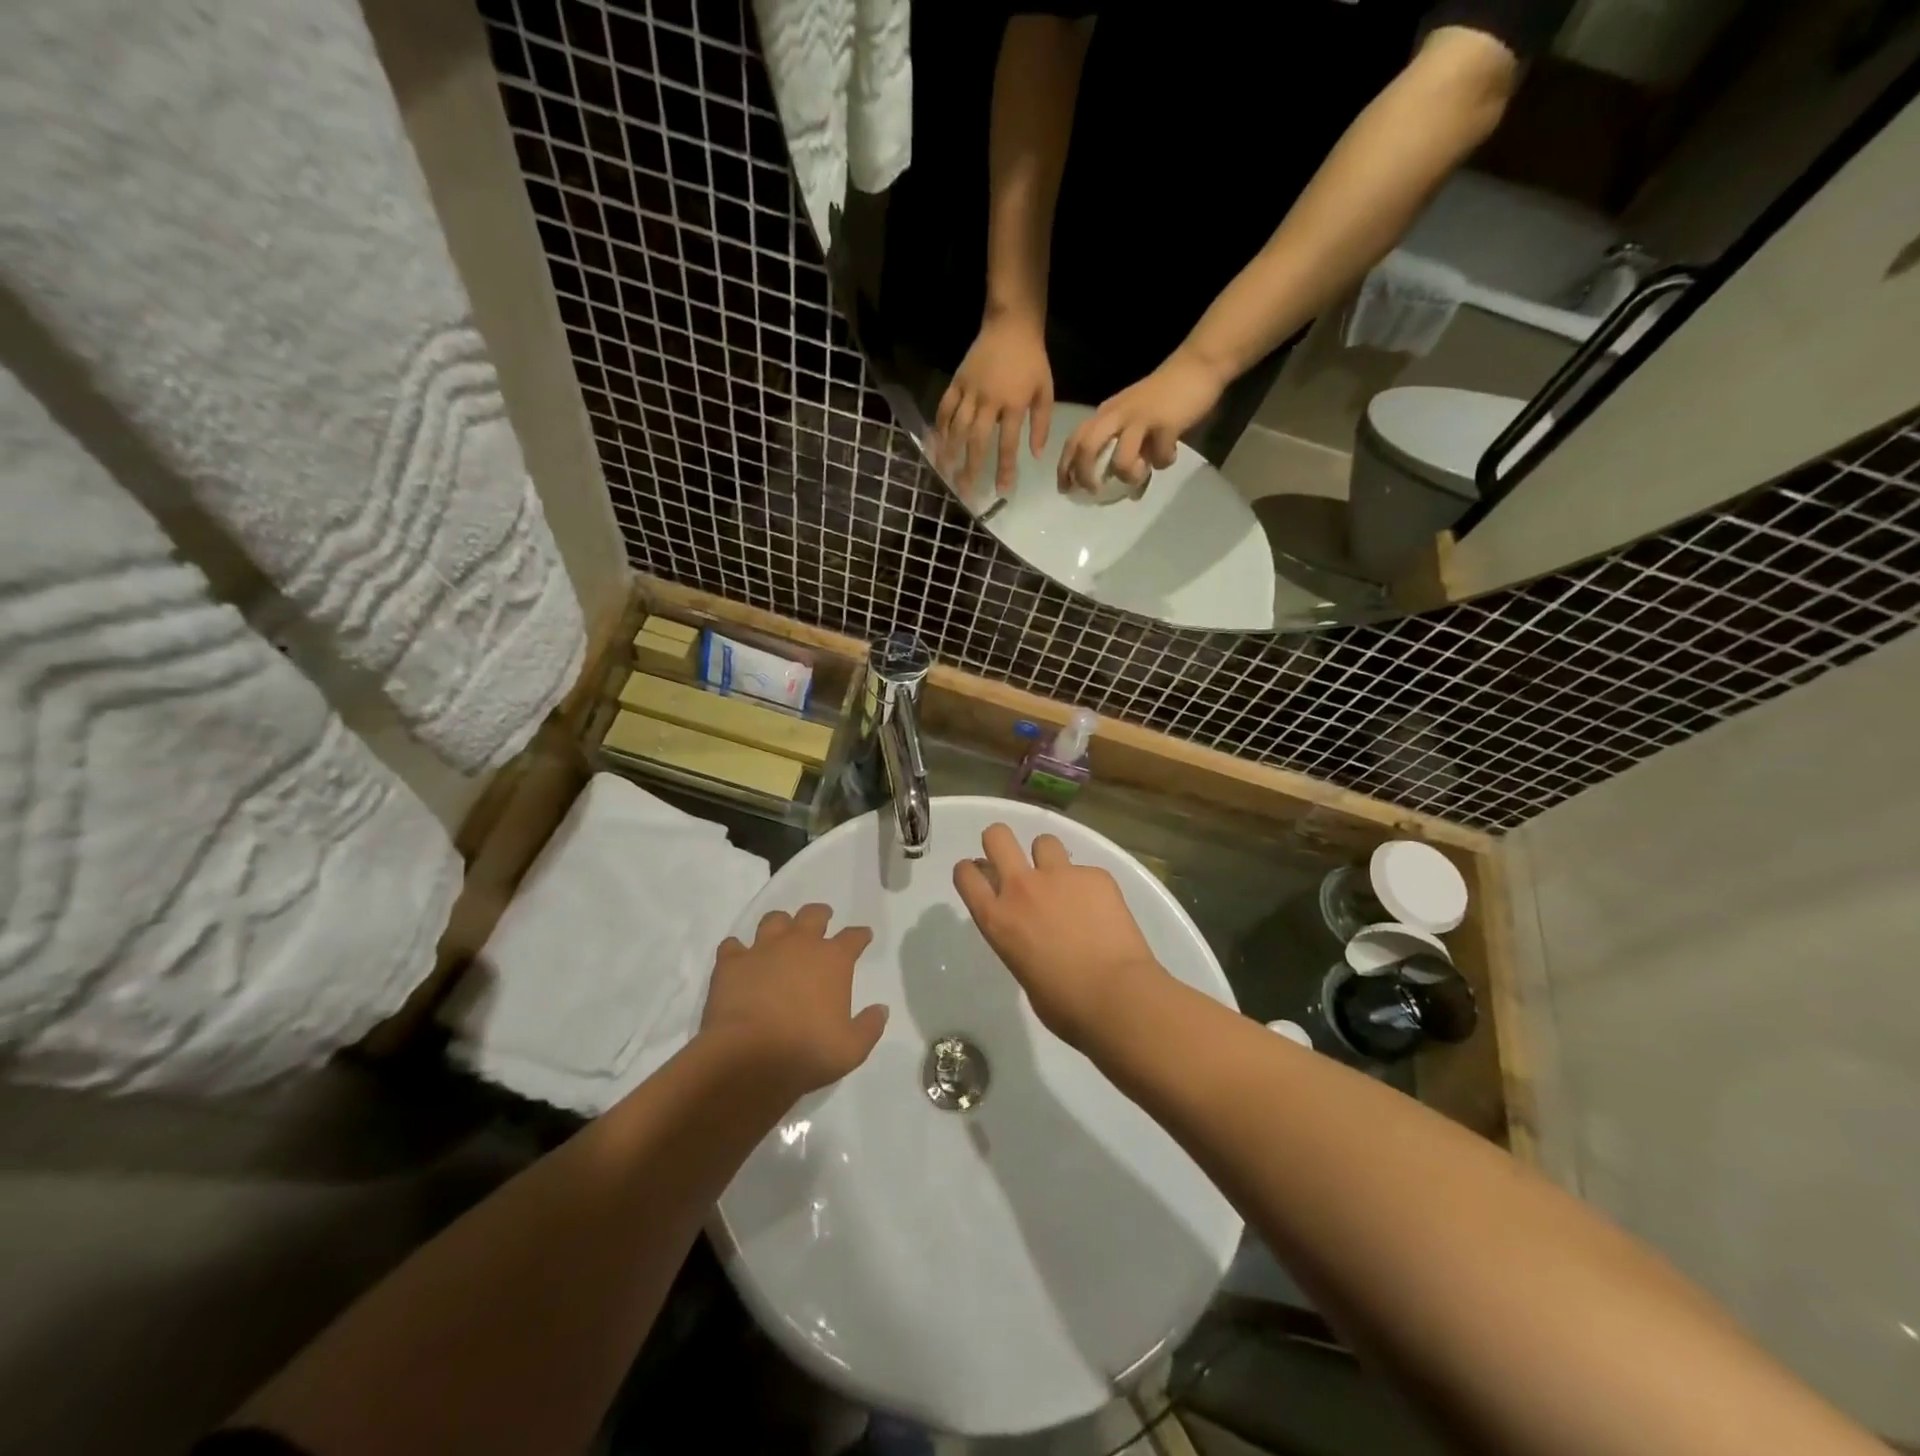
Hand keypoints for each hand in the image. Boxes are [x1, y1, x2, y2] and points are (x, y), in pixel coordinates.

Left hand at [701, 904, 887, 1095]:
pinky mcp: (731, 963)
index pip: (853, 937)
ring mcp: (763, 949)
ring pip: (774, 920)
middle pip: (813, 914)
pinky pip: (732, 945)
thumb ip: (869, 1026)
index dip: (860, 935)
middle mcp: (800, 944)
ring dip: (780, 924)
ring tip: (781, 933)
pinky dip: (737, 949)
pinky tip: (738, 957)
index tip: (863, 936)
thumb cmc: (807, 1052)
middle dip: (821, 914)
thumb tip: (881, 1009)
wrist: (749, 1059)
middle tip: (822, 918)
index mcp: (833, 960)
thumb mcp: (852, 1049)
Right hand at [933, 312, 1053, 495]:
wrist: (1011, 324)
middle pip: (977, 440)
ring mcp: (970, 391)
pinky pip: (945, 407)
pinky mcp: (957, 381)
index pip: (1008, 443)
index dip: (1005, 468)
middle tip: (965, 491)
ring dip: (950, 453)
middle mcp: (989, 401)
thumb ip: (1041, 424)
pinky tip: (936, 444)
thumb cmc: (1032, 360)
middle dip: (971, 468)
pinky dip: (939, 426)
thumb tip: (1036, 455)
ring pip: (957, 427)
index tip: (1002, 490)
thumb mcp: (1045, 391)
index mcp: (1013, 404)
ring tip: (945, 474)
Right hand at [952, 823, 1167, 1048]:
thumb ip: (1018, 939)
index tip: (981, 876)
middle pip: (997, 836)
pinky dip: (1089, 885)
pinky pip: (1085, 870)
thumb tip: (1031, 931)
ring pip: (1044, 841)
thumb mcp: (1022, 970)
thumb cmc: (1064, 1004)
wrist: (1116, 996)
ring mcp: (1060, 876)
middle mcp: (1022, 887)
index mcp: (997, 919)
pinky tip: (1102, 910)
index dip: (970, 871)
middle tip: (1013, 861)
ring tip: (1064, 884)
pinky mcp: (1095, 875)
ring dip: (1047, 859)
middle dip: (1000, 842)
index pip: (966, 874)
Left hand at [1056, 346, 1228, 495]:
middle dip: (1083, 474)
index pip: (1075, 439)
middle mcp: (1117, 415)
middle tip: (1093, 491)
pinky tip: (1170, 455)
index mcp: (1106, 413)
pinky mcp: (1165, 423)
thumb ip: (1129, 450)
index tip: (1065, 488)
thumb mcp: (1137, 421)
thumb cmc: (1164, 396)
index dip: (1065, 466)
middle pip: (1086, 446)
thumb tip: (1129, 491)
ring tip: (1139, 474)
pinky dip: (1163, 462)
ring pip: (1120, 458)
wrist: (1197, 366)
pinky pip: (1159, 455)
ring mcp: (1140, 418)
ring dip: (1127, 474)